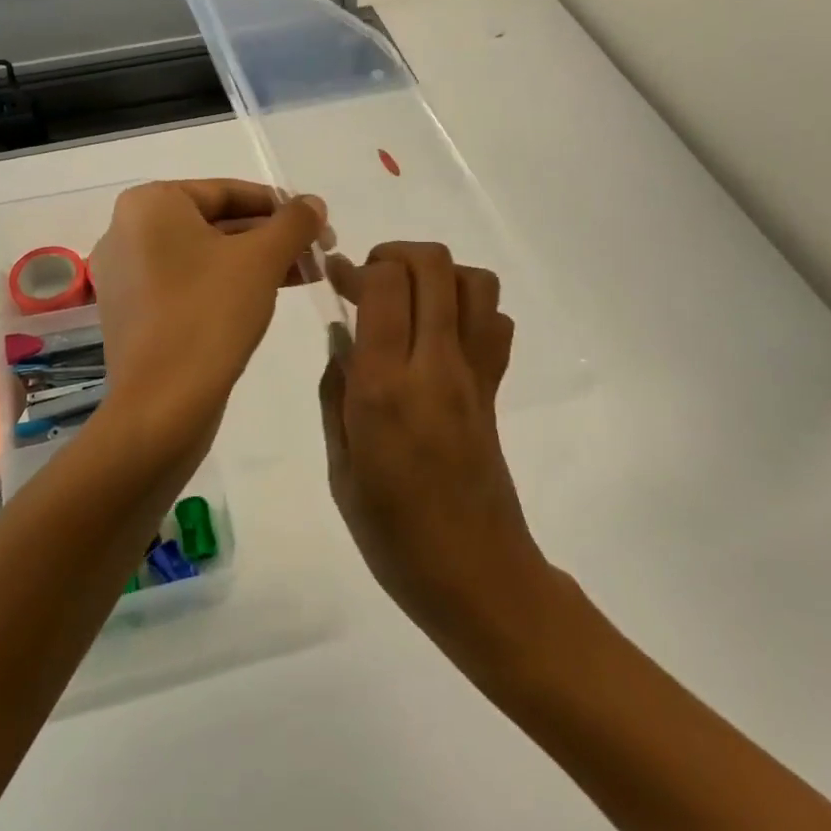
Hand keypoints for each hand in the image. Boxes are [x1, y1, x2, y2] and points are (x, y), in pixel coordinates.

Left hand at [89, 179, 324, 458]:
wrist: (162, 404)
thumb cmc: (210, 314)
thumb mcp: (262, 259)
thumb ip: (293, 223)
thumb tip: (312, 203)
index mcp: (150, 204)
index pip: (227, 191)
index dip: (280, 206)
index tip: (317, 224)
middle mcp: (127, 231)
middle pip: (215, 223)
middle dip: (270, 237)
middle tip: (317, 253)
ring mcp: (126, 275)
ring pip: (204, 256)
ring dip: (255, 262)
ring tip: (304, 276)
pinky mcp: (133, 312)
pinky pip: (187, 284)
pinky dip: (226, 285)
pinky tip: (265, 298)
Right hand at [321, 242, 553, 665]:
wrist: (475, 576)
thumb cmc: (392, 535)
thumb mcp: (341, 468)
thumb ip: (336, 394)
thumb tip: (341, 340)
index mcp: (385, 388)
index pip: (385, 285)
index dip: (357, 266)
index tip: (335, 277)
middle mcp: (436, 367)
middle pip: (434, 266)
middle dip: (396, 254)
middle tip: (368, 280)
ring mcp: (474, 376)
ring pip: (475, 283)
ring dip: (437, 275)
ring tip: (406, 301)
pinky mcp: (495, 390)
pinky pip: (494, 325)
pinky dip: (468, 310)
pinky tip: (439, 337)